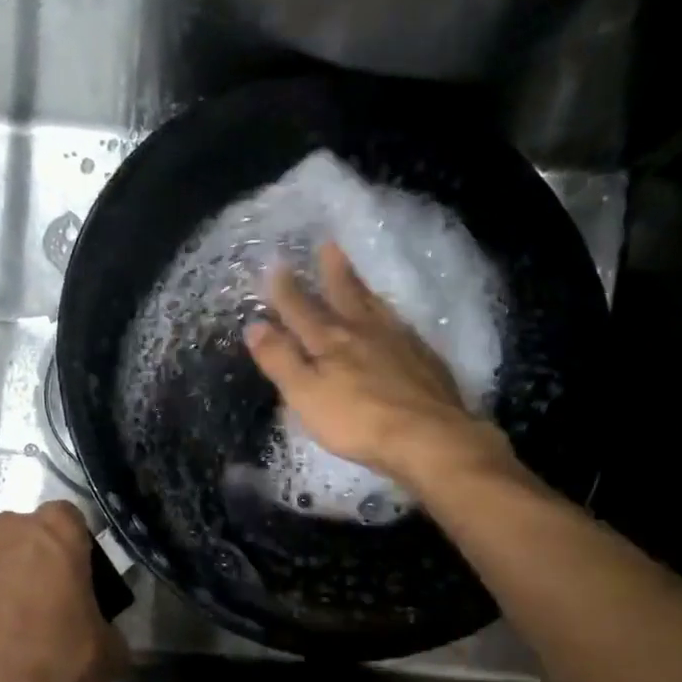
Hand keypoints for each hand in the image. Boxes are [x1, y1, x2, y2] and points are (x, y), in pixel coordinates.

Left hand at [0, 502, 128, 681]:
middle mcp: (2, 529)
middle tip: (30, 610)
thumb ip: (105, 626)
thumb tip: (100, 634)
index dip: (69, 551)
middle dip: (23, 564)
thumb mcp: (108, 652)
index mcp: (55, 532)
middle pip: (17, 538)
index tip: (71, 583)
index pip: (68, 520)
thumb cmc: (57, 668)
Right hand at [244, 241, 515, 489]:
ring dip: (363, 289)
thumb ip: (280, 359)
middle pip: (345, 295)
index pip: (301, 310)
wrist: (427, 436)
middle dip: (332, 272)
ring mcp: (399, 342)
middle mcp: (364, 332)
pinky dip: (392, 316)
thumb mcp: (305, 394)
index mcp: (330, 341)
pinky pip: (402, 326)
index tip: (276, 265)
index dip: (286, 290)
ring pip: (376, 307)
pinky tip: (396, 321)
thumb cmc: (357, 421)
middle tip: (328, 245)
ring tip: (357, 275)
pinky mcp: (425, 359)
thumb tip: (254, 325)